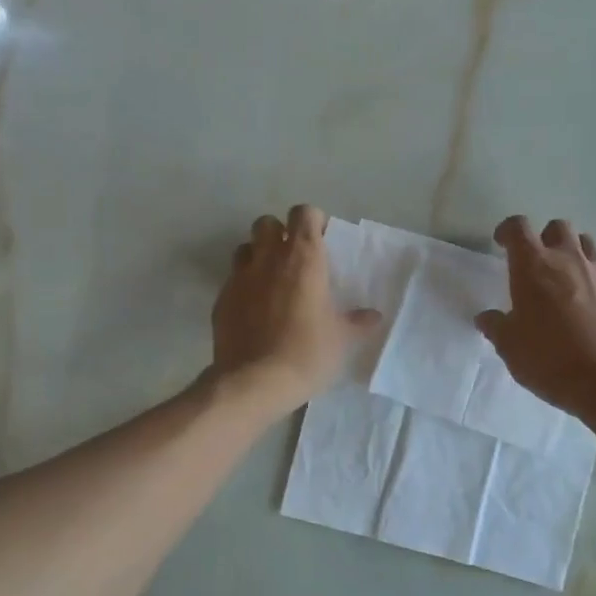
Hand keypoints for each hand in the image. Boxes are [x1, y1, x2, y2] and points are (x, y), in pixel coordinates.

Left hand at [211, 205, 378, 413]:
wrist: (253, 381)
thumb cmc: (307, 353)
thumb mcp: (341, 340)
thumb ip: (357, 322)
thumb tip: (374, 316)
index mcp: (303, 258)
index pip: (304, 213)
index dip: (312, 222)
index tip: (321, 241)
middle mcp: (269, 258)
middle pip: (267, 222)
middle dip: (279, 233)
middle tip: (293, 259)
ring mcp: (240, 276)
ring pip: (245, 247)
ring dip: (257, 255)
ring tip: (271, 280)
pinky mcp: (221, 298)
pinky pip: (233, 279)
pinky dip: (243, 285)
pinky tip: (253, 309)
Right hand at [475, 216, 595, 420]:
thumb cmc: (549, 358)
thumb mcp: (509, 346)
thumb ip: (496, 326)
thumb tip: (486, 318)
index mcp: (532, 266)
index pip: (518, 227)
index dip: (507, 230)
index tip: (501, 243)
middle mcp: (567, 259)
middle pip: (558, 227)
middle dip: (545, 237)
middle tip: (537, 261)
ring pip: (587, 243)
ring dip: (574, 252)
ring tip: (567, 276)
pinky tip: (595, 295)